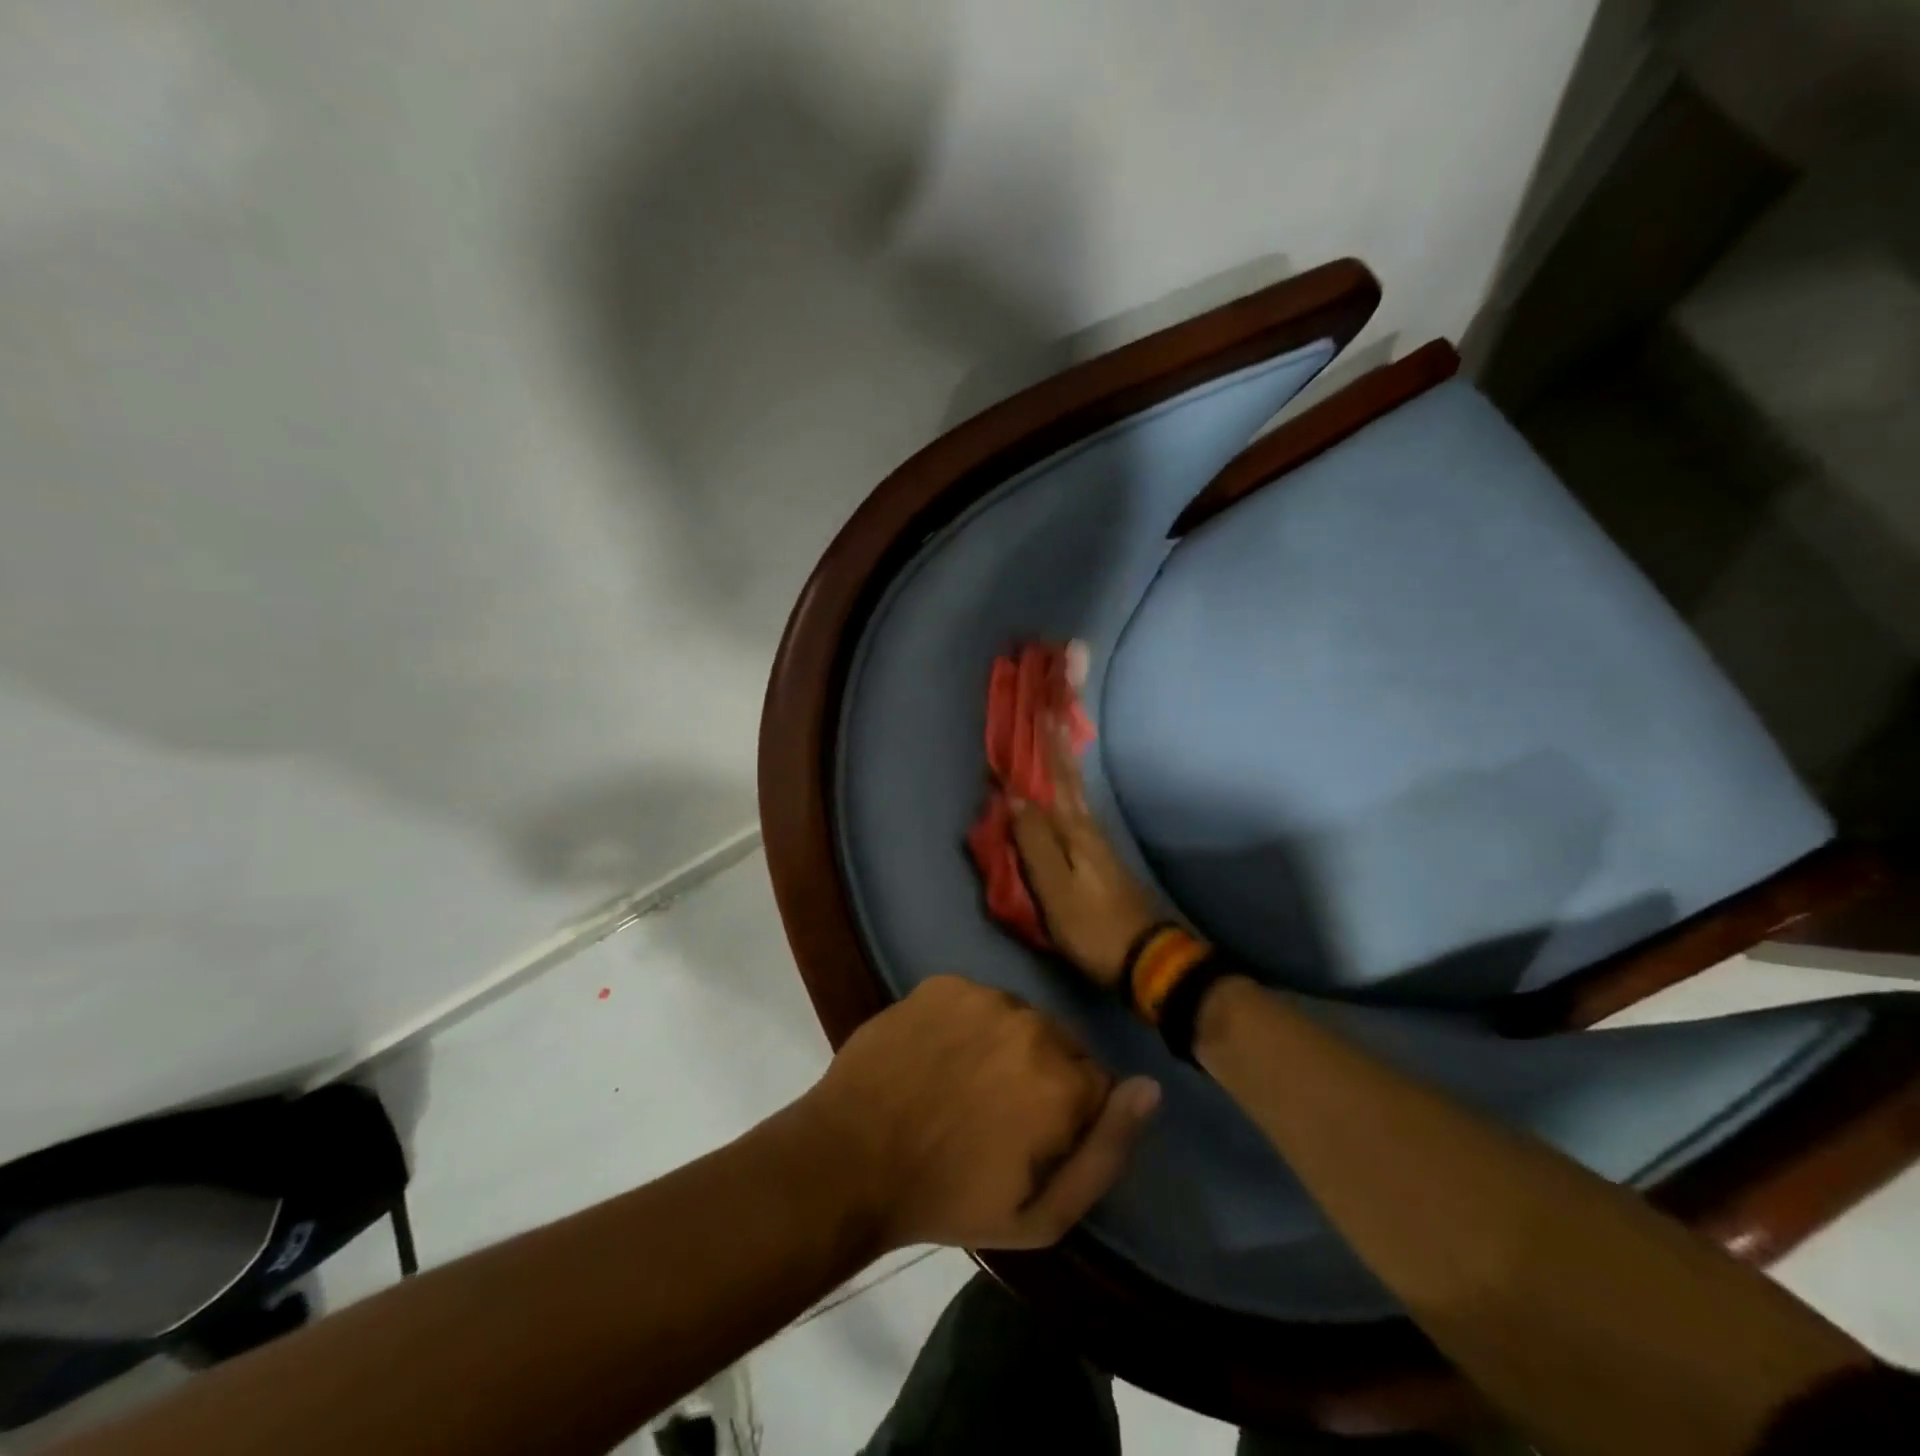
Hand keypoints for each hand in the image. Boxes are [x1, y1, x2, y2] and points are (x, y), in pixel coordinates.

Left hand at [806, 976, 1158, 1250]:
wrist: (850, 1157)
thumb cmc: (949, 1198)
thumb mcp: (1042, 1215)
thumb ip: (1108, 1152)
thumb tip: (1150, 1088)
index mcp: (1063, 1080)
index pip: (1098, 1083)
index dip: (1071, 1115)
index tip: (1036, 1138)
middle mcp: (1032, 1023)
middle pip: (1060, 1045)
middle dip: (1042, 1076)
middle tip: (996, 1114)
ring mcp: (982, 996)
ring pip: (1018, 1019)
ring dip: (1005, 1045)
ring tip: (963, 1083)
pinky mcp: (943, 982)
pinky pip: (975, 1000)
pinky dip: (966, 1024)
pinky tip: (938, 1055)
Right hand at [1010, 715, 1158, 988]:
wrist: (1146, 959)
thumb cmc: (1093, 926)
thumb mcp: (1055, 889)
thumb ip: (1034, 843)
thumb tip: (1015, 796)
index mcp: (1075, 832)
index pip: (1054, 781)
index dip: (1045, 749)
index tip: (1039, 712)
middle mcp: (1089, 829)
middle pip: (1069, 782)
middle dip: (1057, 749)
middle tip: (1051, 715)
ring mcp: (1099, 845)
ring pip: (1076, 795)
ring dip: (1064, 768)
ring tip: (1055, 745)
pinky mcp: (1101, 861)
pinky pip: (1078, 814)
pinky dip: (1069, 795)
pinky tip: (1067, 797)